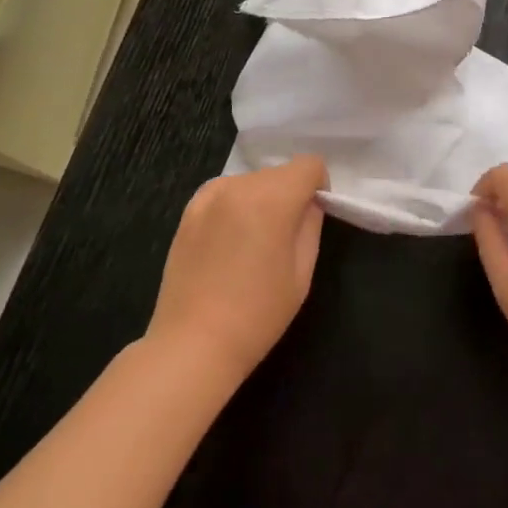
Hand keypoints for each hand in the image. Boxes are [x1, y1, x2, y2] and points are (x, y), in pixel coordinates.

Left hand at [147, 155, 326, 380]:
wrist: (193, 343)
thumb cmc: (257, 314)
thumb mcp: (302, 273)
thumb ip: (310, 225)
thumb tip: (309, 203)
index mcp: (272, 198)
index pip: (309, 164)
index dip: (318, 186)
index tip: (312, 217)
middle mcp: (239, 185)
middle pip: (279, 172)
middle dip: (289, 194)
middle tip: (283, 238)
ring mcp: (209, 195)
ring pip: (252, 181)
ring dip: (261, 199)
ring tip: (252, 243)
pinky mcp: (188, 210)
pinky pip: (225, 193)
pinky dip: (235, 206)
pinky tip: (228, 243)